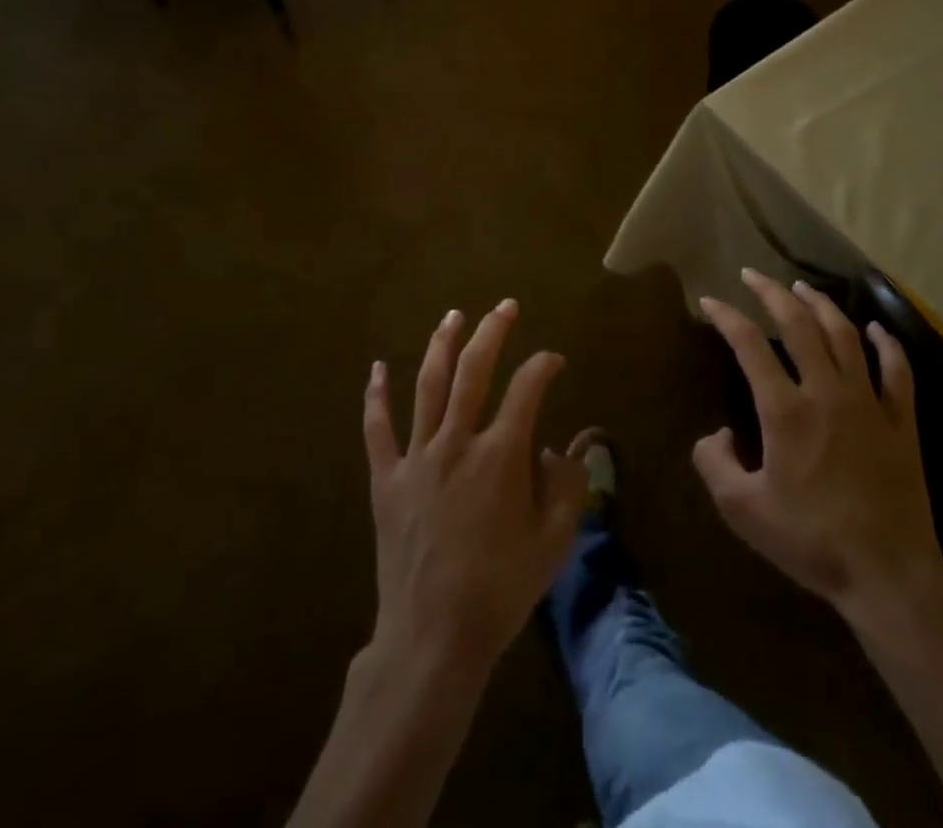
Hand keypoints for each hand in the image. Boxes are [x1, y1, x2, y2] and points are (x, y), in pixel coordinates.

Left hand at [364, 300, 586, 678]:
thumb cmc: (500, 590)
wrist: (433, 636)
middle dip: (493, 332)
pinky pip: (378, 429)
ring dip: (442, 346)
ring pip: (429, 386)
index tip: (554, 360)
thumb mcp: (554, 542)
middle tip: (504, 306)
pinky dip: (376, 396)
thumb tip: (556, 449)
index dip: (544, 366)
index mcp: (501, 455)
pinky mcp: (387, 480)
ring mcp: (417, 457)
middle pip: (474, 371)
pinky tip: (376, 368)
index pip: (527, 389)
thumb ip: (566, 487)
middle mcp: (458, 442)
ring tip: (453, 315)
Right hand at [693, 269, 942, 619]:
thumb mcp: (743, 510)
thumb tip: (714, 434)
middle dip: (772, 294)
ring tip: (802, 288)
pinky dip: (887, 345)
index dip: (727, 317)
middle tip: (754, 275)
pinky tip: (877, 329)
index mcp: (785, 411)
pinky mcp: (902, 423)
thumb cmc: (811, 541)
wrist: (888, 575)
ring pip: (845, 337)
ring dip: (822, 306)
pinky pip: (898, 372)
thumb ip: (715, 464)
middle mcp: (826, 393)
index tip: (711, 301)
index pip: (749, 345)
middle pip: (798, 326)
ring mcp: (869, 404)